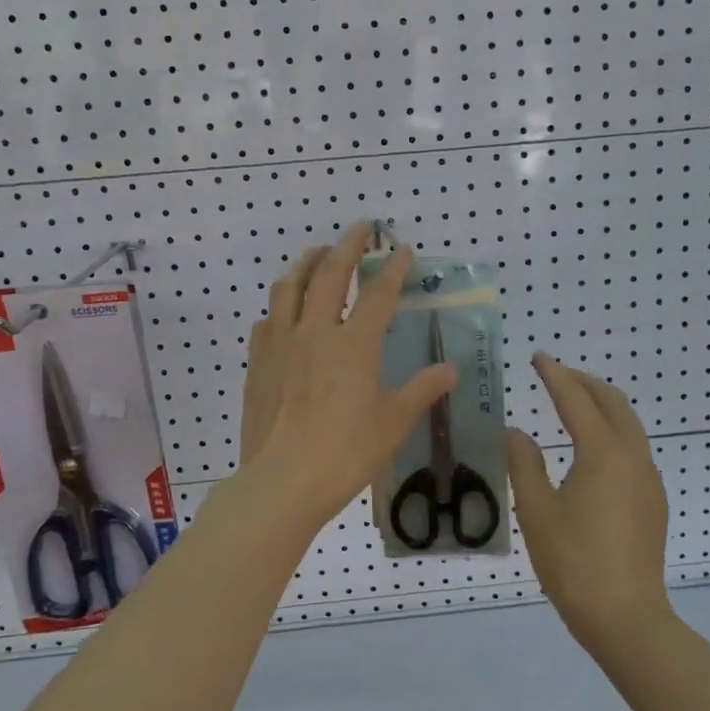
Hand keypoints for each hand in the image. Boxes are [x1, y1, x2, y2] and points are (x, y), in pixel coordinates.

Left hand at [238, 224, 455, 531]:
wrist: (283, 481)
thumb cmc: (345, 452)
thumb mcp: (393, 422)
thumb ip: (422, 389)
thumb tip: (451, 369)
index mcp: (353, 343)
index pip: (377, 293)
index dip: (393, 269)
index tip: (403, 249)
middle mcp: (315, 331)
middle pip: (329, 274)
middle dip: (347, 245)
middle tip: (361, 229)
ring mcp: (280, 344)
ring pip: (288, 287)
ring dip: (306, 263)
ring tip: (317, 254)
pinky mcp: (258, 362)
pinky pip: (267, 320)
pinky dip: (279, 306)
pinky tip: (284, 312)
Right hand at [507, 355, 672, 650]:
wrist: (626, 617)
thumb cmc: (574, 562)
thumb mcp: (536, 511)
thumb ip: (524, 464)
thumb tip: (516, 433)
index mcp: (603, 453)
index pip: (576, 400)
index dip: (555, 375)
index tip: (538, 357)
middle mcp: (632, 456)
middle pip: (612, 402)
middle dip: (583, 382)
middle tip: (555, 375)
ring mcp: (648, 479)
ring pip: (628, 424)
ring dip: (601, 405)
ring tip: (572, 404)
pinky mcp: (653, 500)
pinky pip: (633, 447)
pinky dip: (611, 430)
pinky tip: (592, 449)